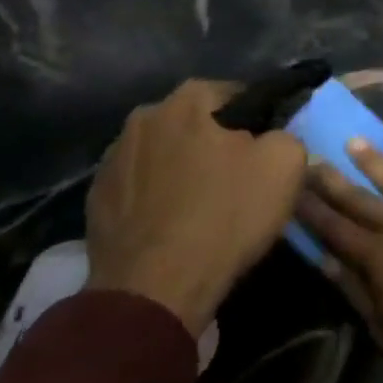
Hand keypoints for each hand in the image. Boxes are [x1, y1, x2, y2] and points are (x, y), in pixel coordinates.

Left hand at [86, 80, 305, 331]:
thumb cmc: (225, 216)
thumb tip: (273, 137)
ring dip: (183, 170)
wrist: (156, 288)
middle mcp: (144, 117)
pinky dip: (157, 198)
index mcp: (188, 99)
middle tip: (240, 180)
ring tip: (204, 207)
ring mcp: (112, 158)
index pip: (237, 94)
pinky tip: (173, 226)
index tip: (268, 150)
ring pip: (165, 154)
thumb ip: (286, 134)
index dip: (259, 121)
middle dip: (216, 143)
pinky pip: (140, 187)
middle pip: (196, 124)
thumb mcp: (285, 165)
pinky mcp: (96, 198)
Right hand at [296, 141, 382, 378]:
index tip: (292, 188)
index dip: (311, 209)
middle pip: (358, 197)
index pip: (334, 227)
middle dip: (331, 178)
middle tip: (311, 156)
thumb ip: (354, 290)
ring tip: (353, 141)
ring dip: (372, 159)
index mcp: (377, 257)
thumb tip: (325, 261)